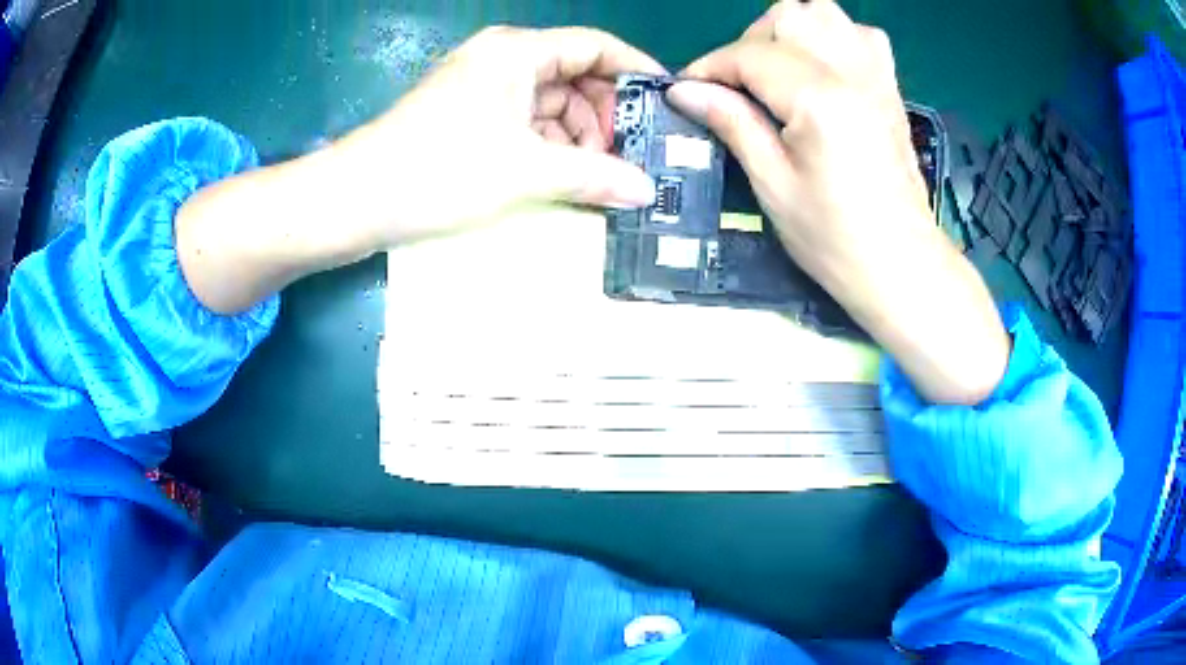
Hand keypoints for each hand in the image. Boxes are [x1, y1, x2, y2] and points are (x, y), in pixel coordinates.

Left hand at [178, 26, 662, 314]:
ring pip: (550, 105)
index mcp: (518, 52)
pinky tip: (562, 181)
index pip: (595, 45)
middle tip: (626, 161)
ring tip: (594, 180)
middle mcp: (502, 61)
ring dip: (577, 139)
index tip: (665, 104)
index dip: (634, 71)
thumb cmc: (439, 170)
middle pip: (575, 77)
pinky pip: (524, 124)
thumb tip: (647, 190)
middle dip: (604, 117)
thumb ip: (594, 175)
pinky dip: (548, 149)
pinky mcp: (468, 119)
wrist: (355, 201)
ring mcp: (482, 90)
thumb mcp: (525, 171)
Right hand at [667, 1, 1008, 404]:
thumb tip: (684, 90)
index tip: (688, 91)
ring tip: (778, 72)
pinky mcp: (890, 87)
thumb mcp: (773, 186)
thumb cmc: (834, 239)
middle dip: (750, 44)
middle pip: (788, 18)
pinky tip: (823, 68)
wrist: (901, 265)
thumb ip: (732, 123)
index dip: (711, 67)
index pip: (750, 55)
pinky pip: (861, 34)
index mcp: (820, 99)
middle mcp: (851, 72)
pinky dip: (833, 38)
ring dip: (790, 33)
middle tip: (739, 87)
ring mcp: (877, 76)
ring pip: (824, 14)